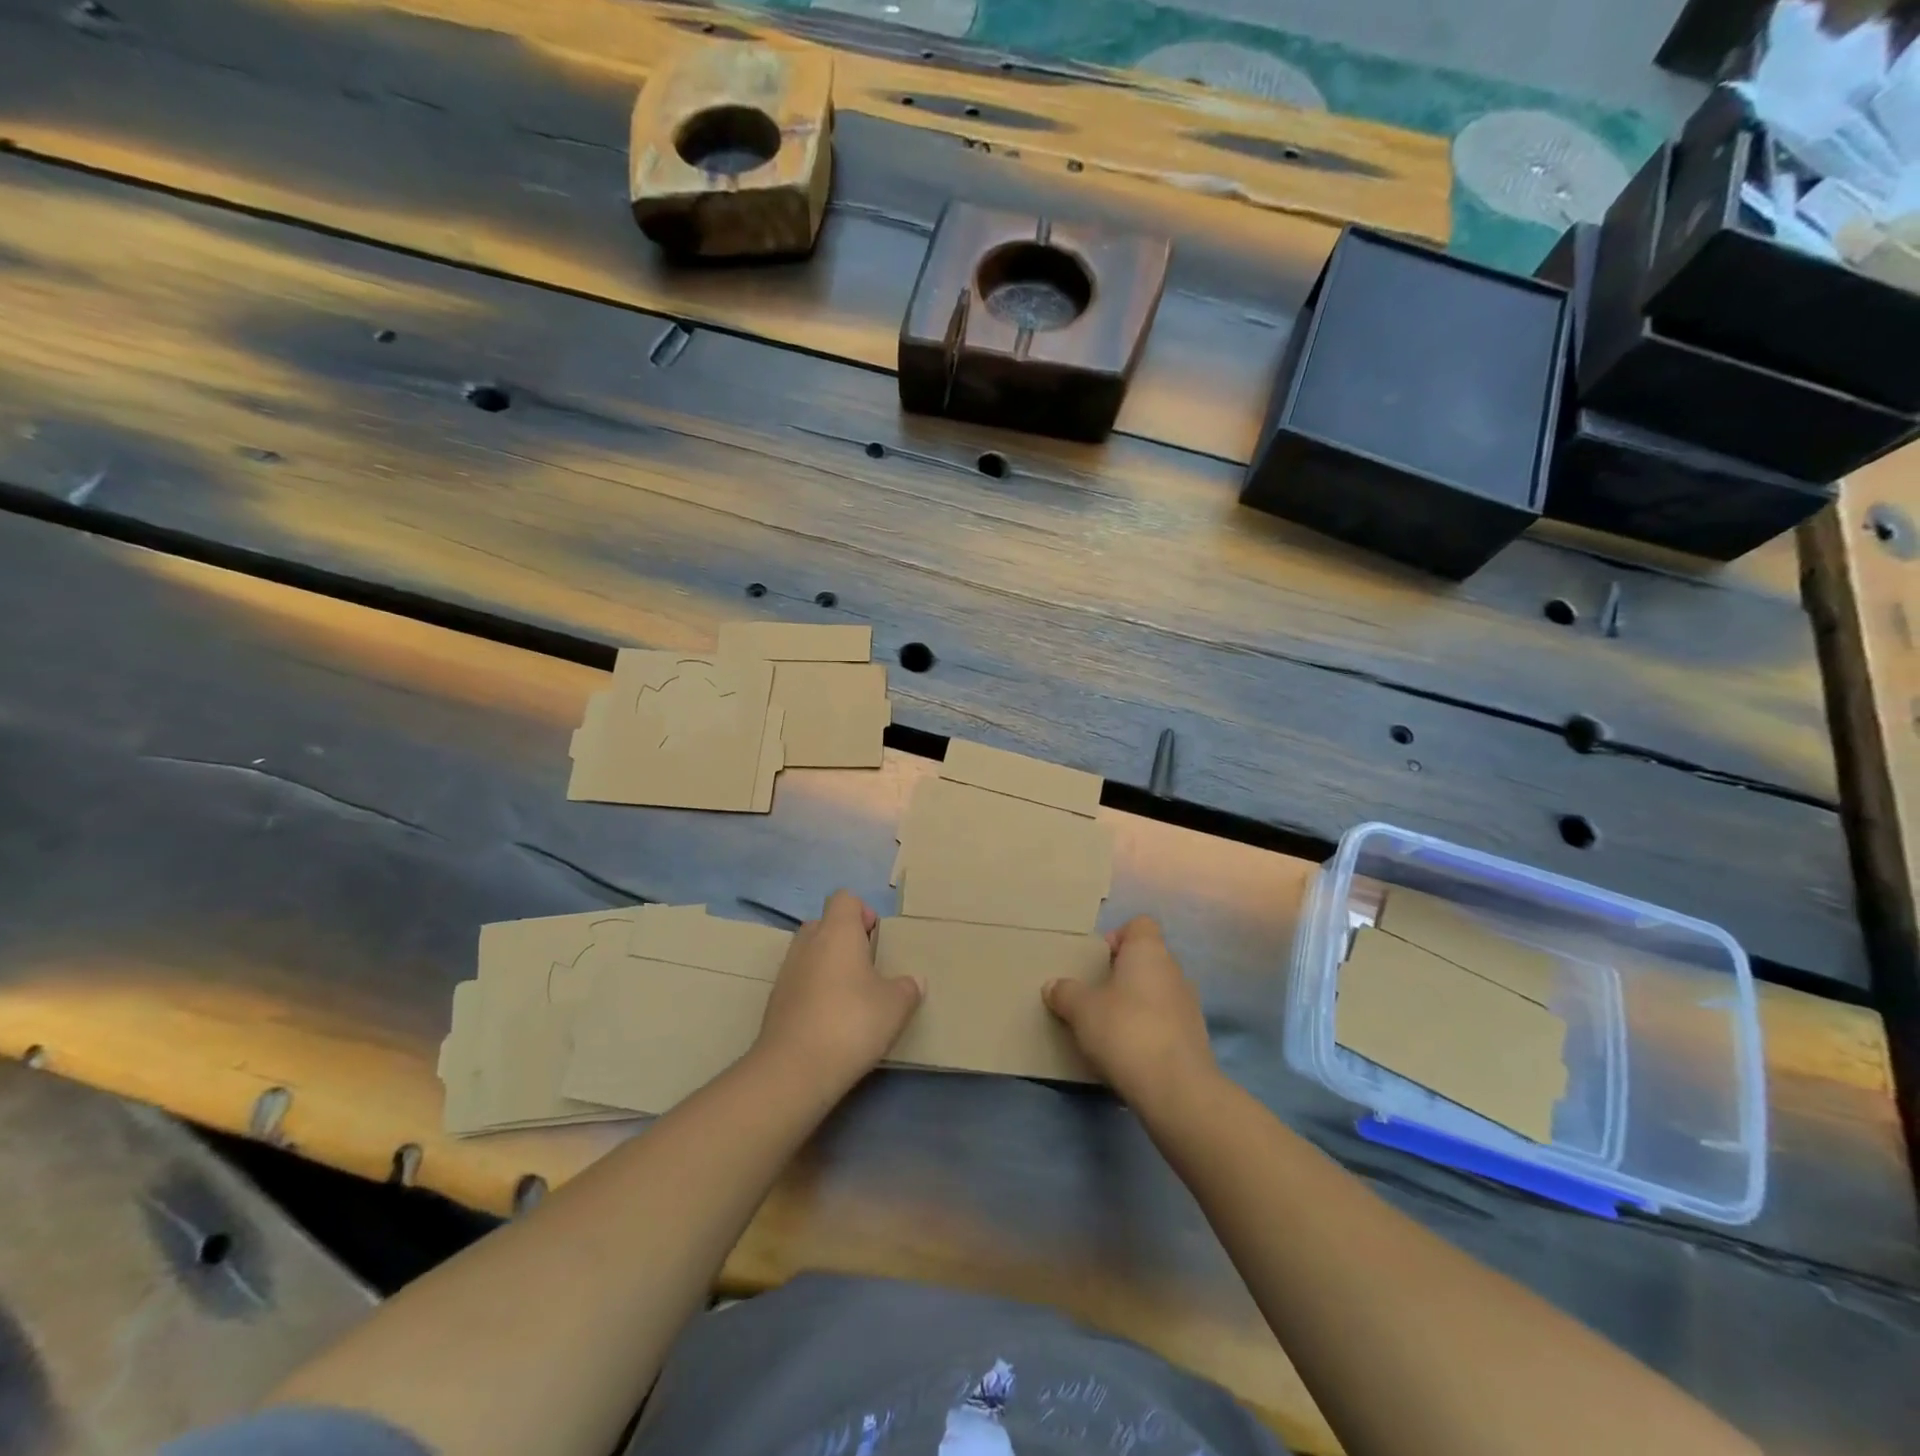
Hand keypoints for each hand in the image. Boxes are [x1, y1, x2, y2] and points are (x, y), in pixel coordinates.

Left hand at [753, 891, 922, 1094]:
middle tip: (866, 965)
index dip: (862, 912)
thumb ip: (907, 988)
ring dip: (827, 964)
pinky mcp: (775, 1001)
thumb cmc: (852, 1022)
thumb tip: (913, 981)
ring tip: (850, 994)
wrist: (794, 1069)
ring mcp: (786, 972)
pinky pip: (798, 981)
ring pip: (808, 952)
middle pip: (824, 923)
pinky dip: (812, 990)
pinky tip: (830, 1019)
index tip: (876, 938)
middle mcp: (808, 943)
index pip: (845, 898)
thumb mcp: (895, 1006)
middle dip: (843, 938)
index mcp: (837, 932)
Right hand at [1044, 916, 1217, 1110]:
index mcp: (1148, 951)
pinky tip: (1131, 1053)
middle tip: (1095, 996)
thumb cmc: (1124, 1030)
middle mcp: (1174, 970)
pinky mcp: (1196, 1038)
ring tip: (1110, 1028)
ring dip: (1137, 1004)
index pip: (1139, 925)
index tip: (1098, 962)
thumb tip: (1053, 985)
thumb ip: (1065, 993)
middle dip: (1122, 974)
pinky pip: (1167, 1022)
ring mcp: (1189, 1004)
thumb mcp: (1081, 1010)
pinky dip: (1150, 1030)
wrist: (1175, 1088)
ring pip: (1158, 992)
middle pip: (1147, 959)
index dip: (1117, 937)